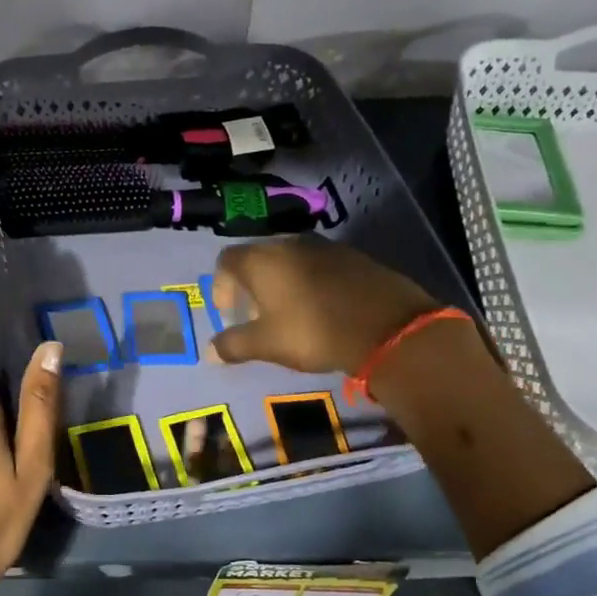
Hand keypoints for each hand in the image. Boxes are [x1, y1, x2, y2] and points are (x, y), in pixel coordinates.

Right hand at [209, 236, 437, 373]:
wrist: (385, 326)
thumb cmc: (312, 331)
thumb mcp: (267, 344)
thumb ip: (234, 344)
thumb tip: (211, 351)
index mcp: (262, 260)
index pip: (226, 260)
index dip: (221, 286)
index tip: (230, 314)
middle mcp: (289, 244)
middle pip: (258, 258)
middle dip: (251, 285)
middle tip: (256, 315)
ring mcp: (324, 247)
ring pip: (290, 261)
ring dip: (281, 283)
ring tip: (288, 314)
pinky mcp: (353, 257)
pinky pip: (318, 266)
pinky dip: (310, 283)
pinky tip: (320, 308)